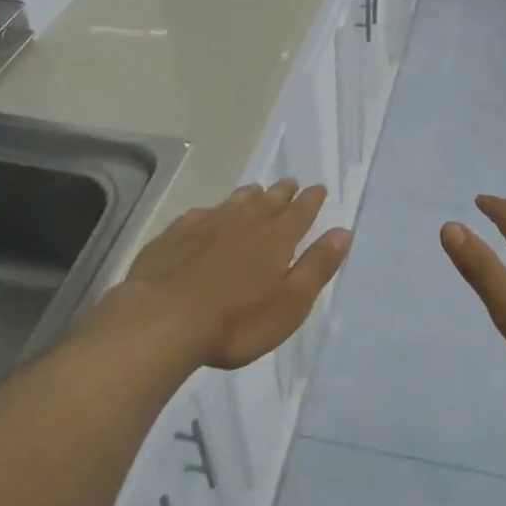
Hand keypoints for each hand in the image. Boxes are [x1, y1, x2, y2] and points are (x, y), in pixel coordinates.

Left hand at [113, 180, 351, 370]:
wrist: (162, 320)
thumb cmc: (236, 321)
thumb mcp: (290, 303)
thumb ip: (317, 266)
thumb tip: (343, 233)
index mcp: (276, 238)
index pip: (300, 211)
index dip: (311, 200)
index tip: (318, 188)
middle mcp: (244, 222)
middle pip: (268, 200)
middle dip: (283, 192)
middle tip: (290, 183)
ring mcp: (207, 225)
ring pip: (235, 201)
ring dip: (249, 196)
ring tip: (256, 191)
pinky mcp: (175, 235)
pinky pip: (200, 214)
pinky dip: (212, 212)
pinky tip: (207, 215)